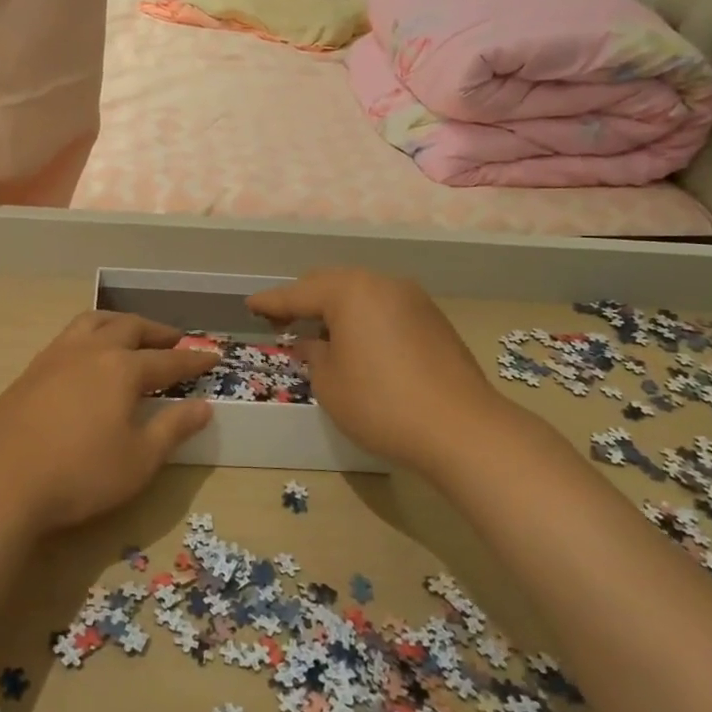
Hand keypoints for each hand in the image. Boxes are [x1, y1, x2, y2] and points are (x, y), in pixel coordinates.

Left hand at [0, 311, 219, 536]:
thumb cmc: (79, 474)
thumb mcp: (139, 460)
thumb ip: (173, 428)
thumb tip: (204, 406)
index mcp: (122, 368)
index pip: (168, 360)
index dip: (193, 360)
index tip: (213, 356)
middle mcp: (90, 351)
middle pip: (130, 327)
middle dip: (157, 332)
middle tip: (174, 340)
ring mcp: (55, 356)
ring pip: (93, 322)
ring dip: (119, 323)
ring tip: (130, 334)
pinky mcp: (30, 371)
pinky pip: (68, 337)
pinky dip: (90, 335)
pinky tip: (87, 357)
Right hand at [247, 268, 505, 478]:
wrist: (462, 428)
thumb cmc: (381, 404)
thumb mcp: (330, 383)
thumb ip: (313, 354)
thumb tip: (312, 342)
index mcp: (349, 291)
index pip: (298, 293)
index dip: (271, 302)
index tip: (250, 306)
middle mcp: (381, 283)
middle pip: (331, 283)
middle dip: (303, 300)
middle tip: (281, 321)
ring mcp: (412, 298)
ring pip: (361, 293)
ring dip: (336, 308)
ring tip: (320, 332)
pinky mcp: (433, 318)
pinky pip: (385, 307)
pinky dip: (364, 318)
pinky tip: (358, 342)